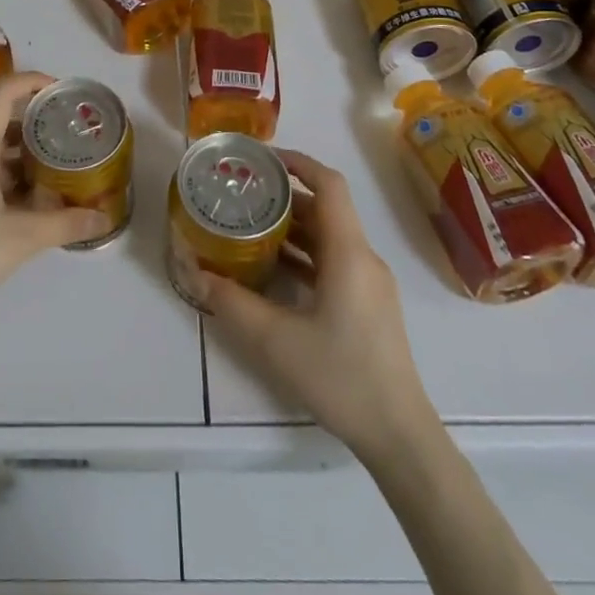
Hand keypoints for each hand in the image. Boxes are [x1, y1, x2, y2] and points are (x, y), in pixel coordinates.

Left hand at [0, 72, 110, 325]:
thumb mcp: (22, 239)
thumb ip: (65, 224)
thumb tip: (104, 218)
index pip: (1, 94)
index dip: (30, 81)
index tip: (60, 90)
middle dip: (36, 124)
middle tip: (69, 135)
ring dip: (23, 154)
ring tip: (57, 169)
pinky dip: (9, 176)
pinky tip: (31, 202)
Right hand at [198, 149, 436, 459]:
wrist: (399, 436)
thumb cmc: (341, 377)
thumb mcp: (275, 340)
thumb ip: (232, 302)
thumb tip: (195, 273)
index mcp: (349, 252)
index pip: (329, 184)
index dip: (297, 162)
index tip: (262, 158)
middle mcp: (363, 258)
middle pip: (325, 208)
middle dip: (284, 195)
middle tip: (243, 193)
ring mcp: (370, 283)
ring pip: (329, 236)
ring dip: (293, 226)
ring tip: (250, 225)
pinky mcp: (368, 304)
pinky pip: (334, 260)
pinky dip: (305, 254)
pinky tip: (274, 268)